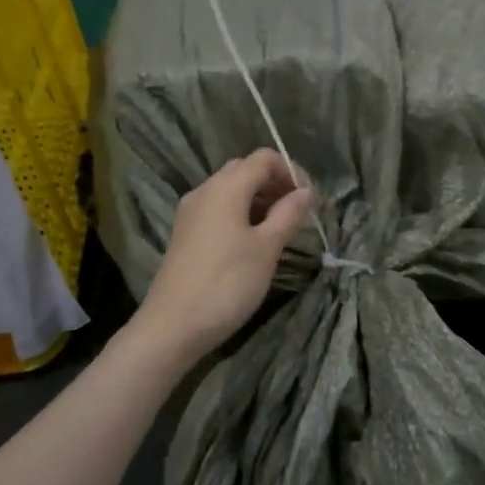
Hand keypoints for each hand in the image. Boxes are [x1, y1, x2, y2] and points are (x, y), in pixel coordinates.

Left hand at [132, 150, 314, 366]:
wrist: (173, 326)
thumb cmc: (227, 283)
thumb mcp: (267, 248)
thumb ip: (288, 214)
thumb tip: (306, 192)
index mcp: (226, 187)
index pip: (264, 158)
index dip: (292, 172)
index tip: (311, 201)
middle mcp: (205, 191)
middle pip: (246, 171)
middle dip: (276, 184)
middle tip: (298, 213)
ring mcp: (191, 213)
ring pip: (231, 191)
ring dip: (260, 201)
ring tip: (281, 230)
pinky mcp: (186, 234)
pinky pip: (219, 210)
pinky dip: (242, 215)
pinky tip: (254, 242)